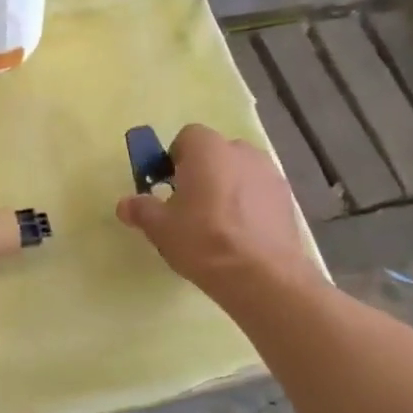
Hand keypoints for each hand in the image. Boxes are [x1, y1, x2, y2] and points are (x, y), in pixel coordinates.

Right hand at [116, 123, 313, 306]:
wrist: (261, 275)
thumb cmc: (203, 240)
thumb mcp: (160, 228)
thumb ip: (141, 210)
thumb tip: (125, 204)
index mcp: (208, 149)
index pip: (186, 138)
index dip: (174, 160)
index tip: (167, 186)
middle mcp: (241, 151)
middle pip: (214, 154)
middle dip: (201, 174)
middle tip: (188, 207)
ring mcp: (269, 173)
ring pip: (238, 173)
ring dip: (226, 189)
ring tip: (216, 225)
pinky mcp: (287, 198)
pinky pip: (258, 193)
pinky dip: (248, 205)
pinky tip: (240, 235)